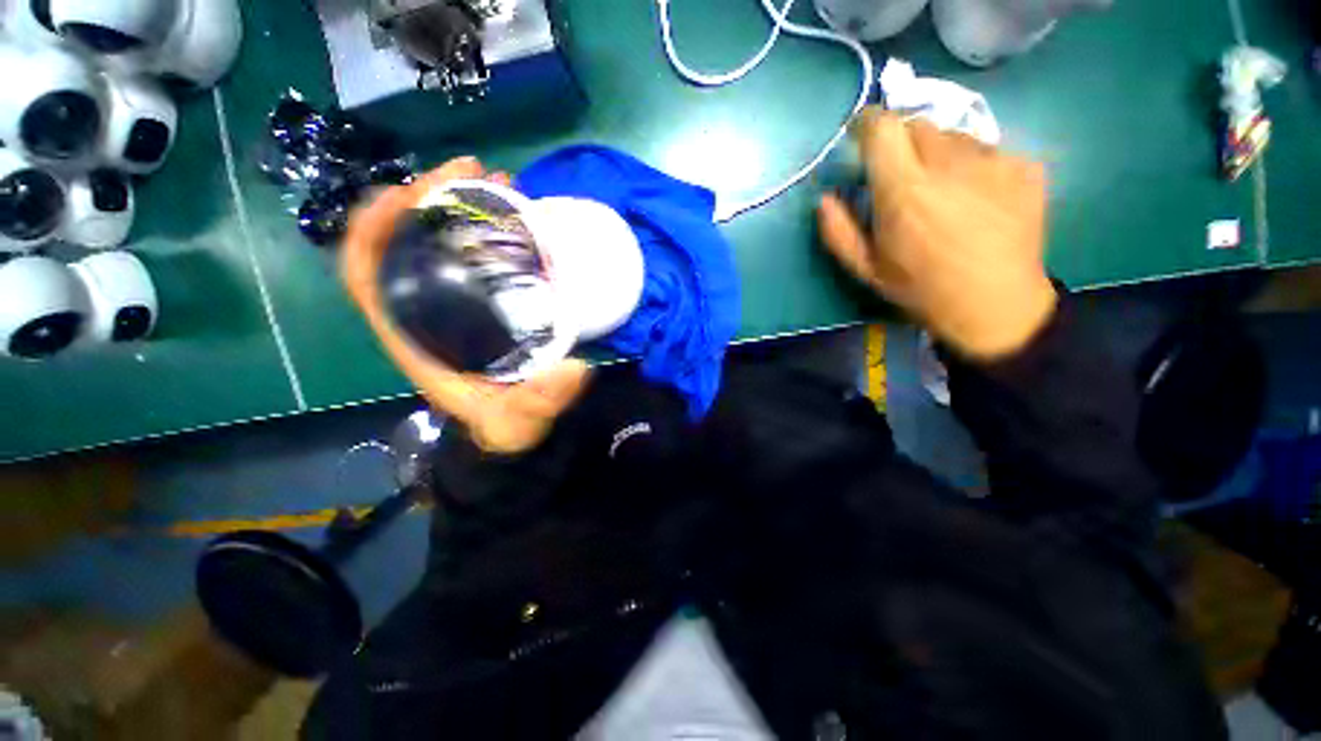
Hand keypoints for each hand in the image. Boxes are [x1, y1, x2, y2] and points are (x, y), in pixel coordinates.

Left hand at [342, 157, 590, 453]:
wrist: (514, 427)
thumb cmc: (503, 423)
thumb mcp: (518, 417)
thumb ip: (541, 399)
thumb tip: (575, 369)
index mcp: (413, 334)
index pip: (367, 272)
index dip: (373, 227)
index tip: (411, 192)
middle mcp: (424, 309)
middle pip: (404, 240)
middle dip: (430, 196)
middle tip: (478, 174)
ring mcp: (454, 300)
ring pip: (441, 239)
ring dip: (463, 204)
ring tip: (504, 182)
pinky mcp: (483, 300)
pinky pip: (475, 254)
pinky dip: (489, 228)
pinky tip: (520, 214)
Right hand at [818, 109, 1057, 360]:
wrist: (996, 305)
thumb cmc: (922, 290)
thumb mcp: (867, 270)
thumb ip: (838, 233)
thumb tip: (824, 200)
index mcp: (905, 191)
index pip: (883, 128)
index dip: (867, 124)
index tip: (861, 134)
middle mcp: (950, 164)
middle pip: (917, 125)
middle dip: (901, 142)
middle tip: (901, 175)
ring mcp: (994, 161)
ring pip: (954, 136)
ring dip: (938, 154)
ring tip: (943, 190)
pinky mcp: (1025, 167)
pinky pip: (987, 150)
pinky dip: (973, 165)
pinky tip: (977, 198)